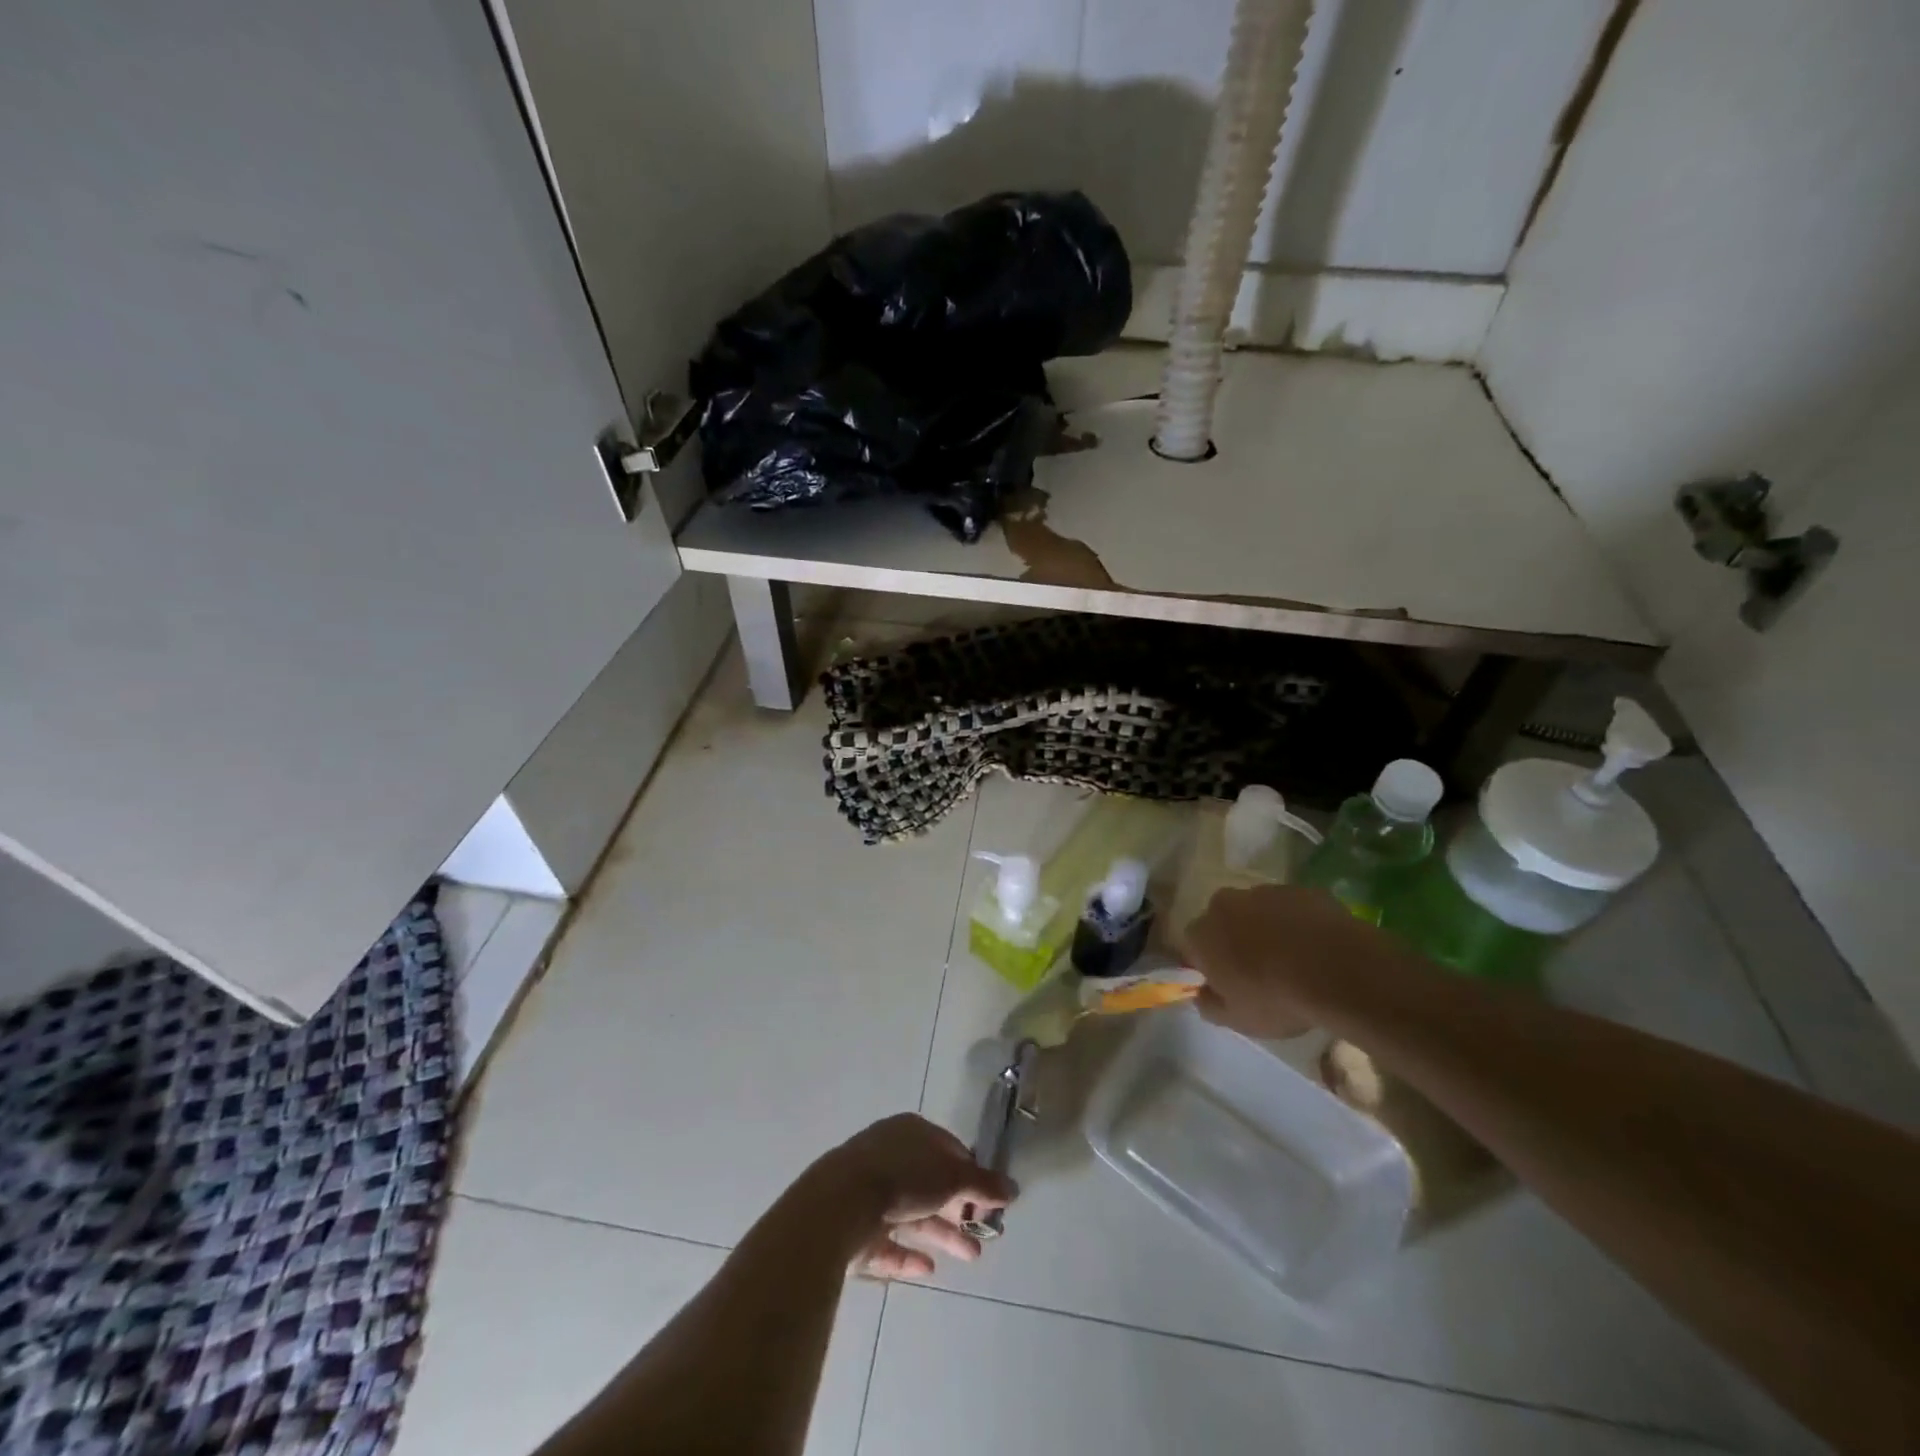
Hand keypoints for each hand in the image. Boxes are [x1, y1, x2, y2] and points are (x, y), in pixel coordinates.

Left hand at [814, 1113, 1016, 1279]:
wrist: (838, 1205)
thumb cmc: (902, 1177)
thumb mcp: (951, 1177)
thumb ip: (982, 1184)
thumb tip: (1013, 1188)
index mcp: (910, 1132)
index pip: (948, 1148)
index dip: (971, 1173)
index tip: (989, 1200)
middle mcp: (889, 1156)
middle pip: (931, 1184)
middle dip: (959, 1210)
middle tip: (984, 1235)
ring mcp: (868, 1192)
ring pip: (912, 1214)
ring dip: (941, 1234)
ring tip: (971, 1257)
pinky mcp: (854, 1228)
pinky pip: (887, 1243)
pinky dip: (908, 1255)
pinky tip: (927, 1271)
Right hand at [1186, 884, 1413, 1038]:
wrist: (1338, 970)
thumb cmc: (1277, 998)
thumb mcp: (1237, 1019)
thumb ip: (1210, 1005)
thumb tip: (1201, 994)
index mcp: (1201, 934)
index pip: (1191, 946)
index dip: (1207, 964)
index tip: (1225, 983)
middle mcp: (1224, 904)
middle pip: (1222, 921)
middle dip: (1234, 940)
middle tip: (1258, 970)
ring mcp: (1264, 891)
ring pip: (1257, 911)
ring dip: (1266, 929)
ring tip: (1292, 959)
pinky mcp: (1300, 889)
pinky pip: (1291, 908)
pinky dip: (1297, 923)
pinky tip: (1316, 947)